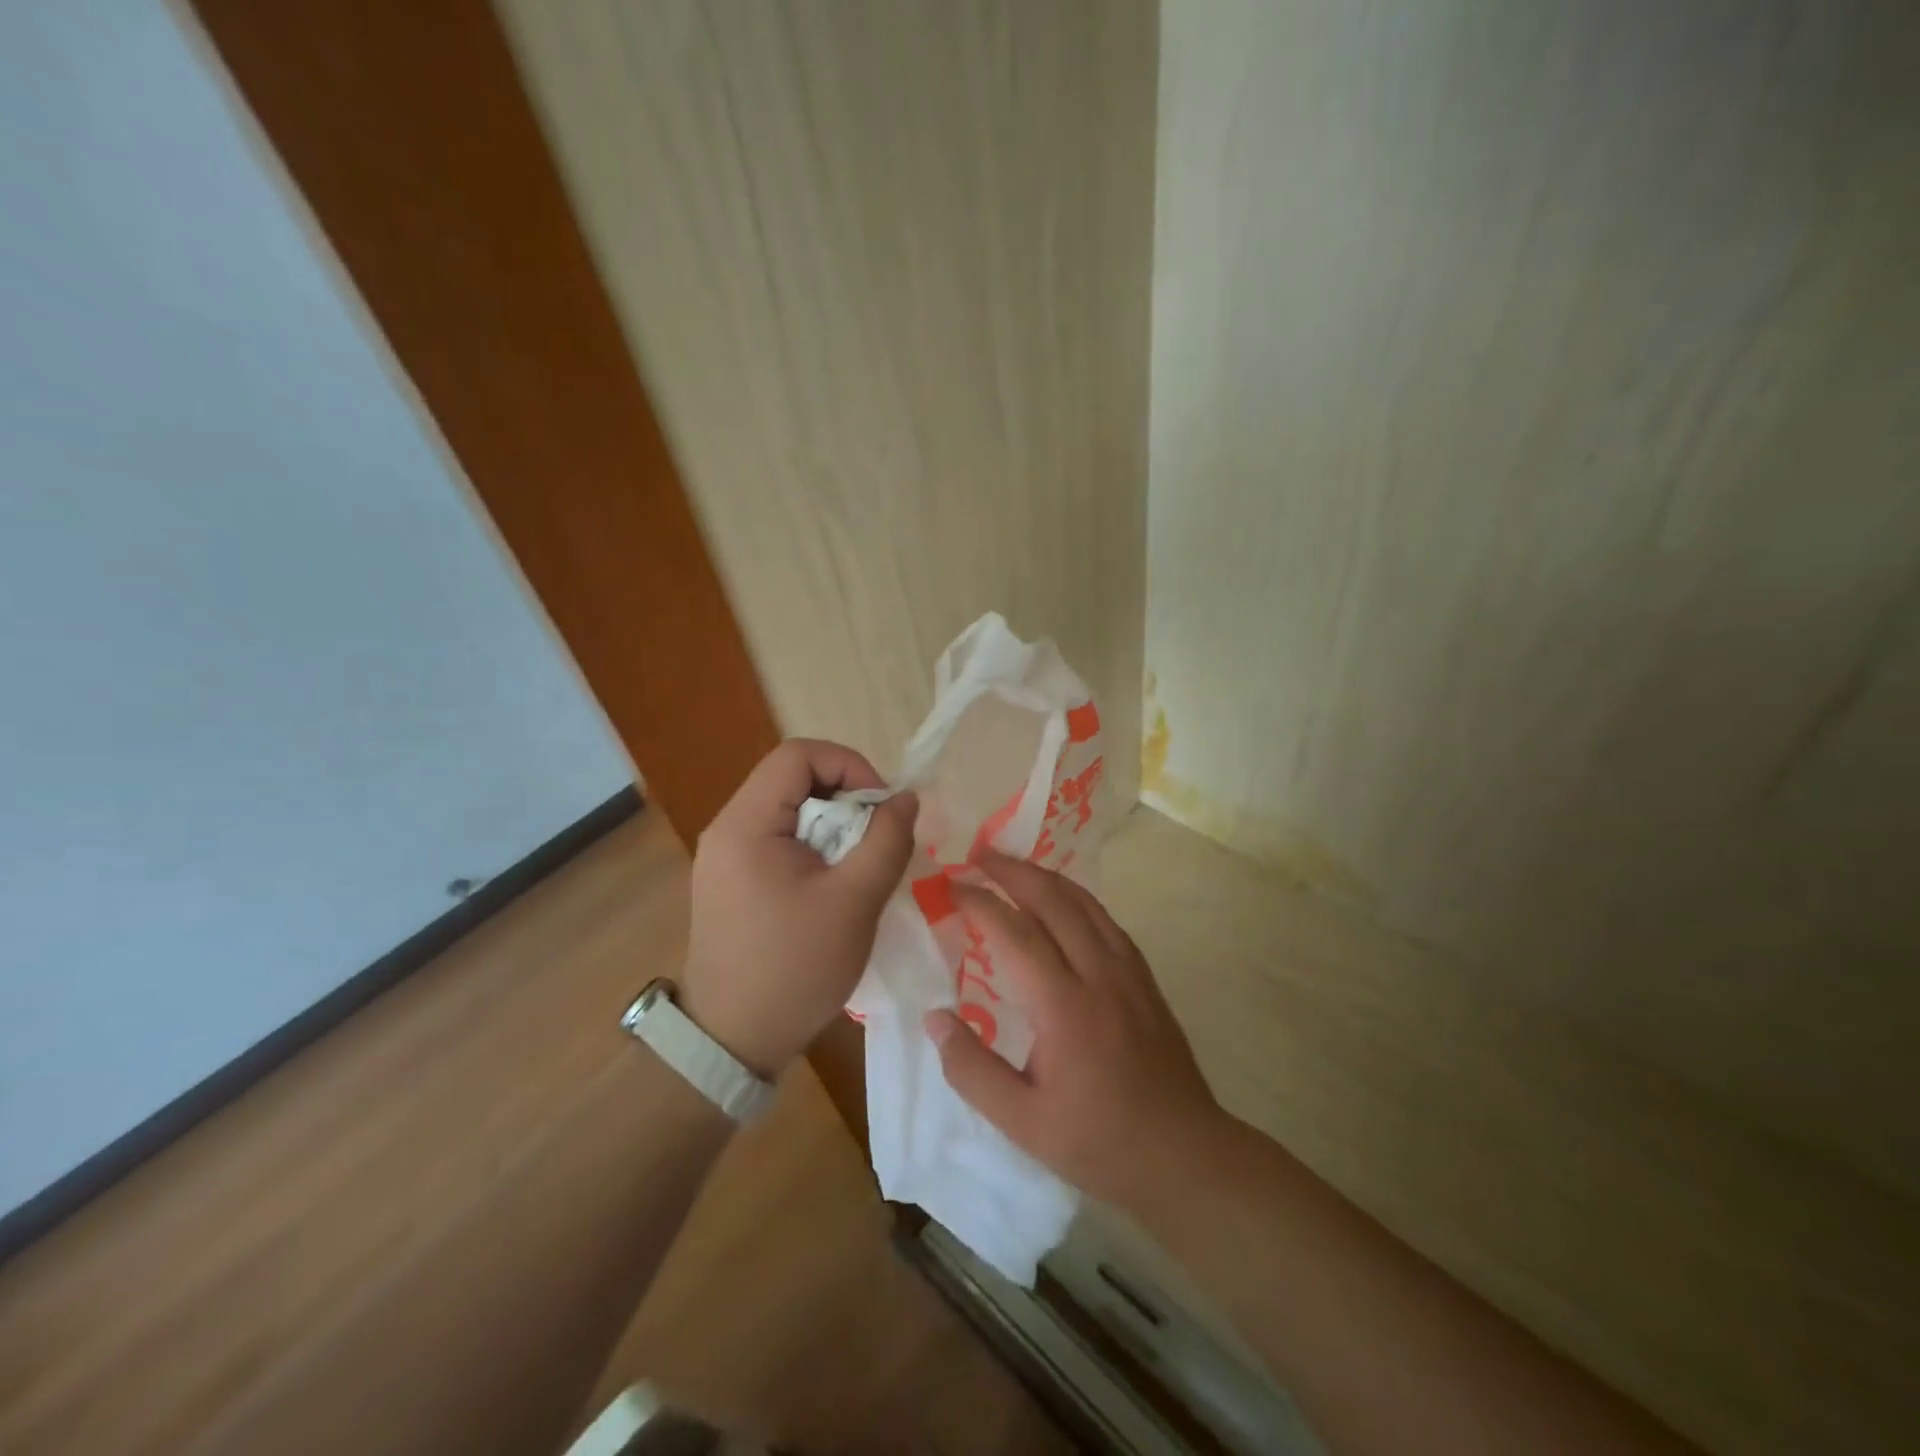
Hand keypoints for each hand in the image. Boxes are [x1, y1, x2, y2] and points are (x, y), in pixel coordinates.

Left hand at [680, 739, 917, 1077]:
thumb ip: (886, 840)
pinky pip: (780, 841)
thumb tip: (905, 798)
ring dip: (834, 826)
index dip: (849, 765)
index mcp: (747, 824)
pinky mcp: (731, 882)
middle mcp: (728, 829)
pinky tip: (835, 885)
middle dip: (846, 799)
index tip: (882, 807)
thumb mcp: (854, 902)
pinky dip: (816, 849)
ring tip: (862, 865)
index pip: (798, 754)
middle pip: (793, 779)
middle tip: (878, 839)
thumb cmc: (794, 968)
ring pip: (790, 811)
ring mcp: (725, 857)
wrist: (732, 1041)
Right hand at [925, 851, 1218, 1209]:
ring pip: (1084, 903)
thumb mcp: (1021, 1122)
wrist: (1184, 1155)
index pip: (1015, 934)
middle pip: (1053, 901)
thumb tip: (934, 1017)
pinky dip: (1076, 897)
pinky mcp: (1145, 978)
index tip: (952, 886)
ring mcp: (1128, 972)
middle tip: (978, 855)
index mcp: (1064, 1007)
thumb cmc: (1098, 1141)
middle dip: (1012, 871)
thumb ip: (971, 1069)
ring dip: (1045, 876)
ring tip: (1013, 865)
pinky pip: (1106, 920)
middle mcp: (1098, 974)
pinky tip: (1063, 901)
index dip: (980, 903)